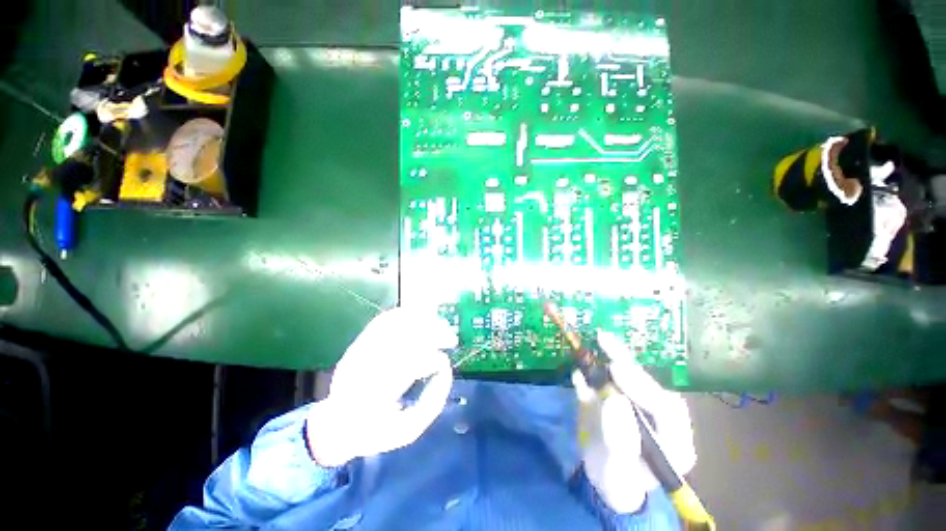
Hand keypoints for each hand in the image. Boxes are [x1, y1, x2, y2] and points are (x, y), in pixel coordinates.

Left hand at [305, 307, 456, 466]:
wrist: (335, 426)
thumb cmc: (375, 432)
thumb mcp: (408, 430)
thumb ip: (432, 403)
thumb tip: (446, 370)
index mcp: (378, 395)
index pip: (411, 366)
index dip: (433, 360)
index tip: (445, 363)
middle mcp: (366, 368)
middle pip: (405, 340)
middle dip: (434, 335)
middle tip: (451, 339)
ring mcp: (360, 353)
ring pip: (395, 326)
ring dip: (422, 321)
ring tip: (439, 324)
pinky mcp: (358, 344)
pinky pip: (382, 322)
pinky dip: (403, 315)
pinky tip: (419, 315)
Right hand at [573, 331, 695, 513]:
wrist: (603, 478)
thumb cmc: (616, 482)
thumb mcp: (616, 472)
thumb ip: (618, 441)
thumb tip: (613, 400)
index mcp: (674, 442)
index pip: (667, 409)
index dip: (642, 386)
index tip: (616, 369)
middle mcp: (662, 419)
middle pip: (649, 386)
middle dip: (627, 365)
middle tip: (605, 343)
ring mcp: (640, 405)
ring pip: (633, 378)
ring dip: (616, 357)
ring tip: (602, 339)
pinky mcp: (622, 397)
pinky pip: (613, 379)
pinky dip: (599, 366)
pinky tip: (590, 355)